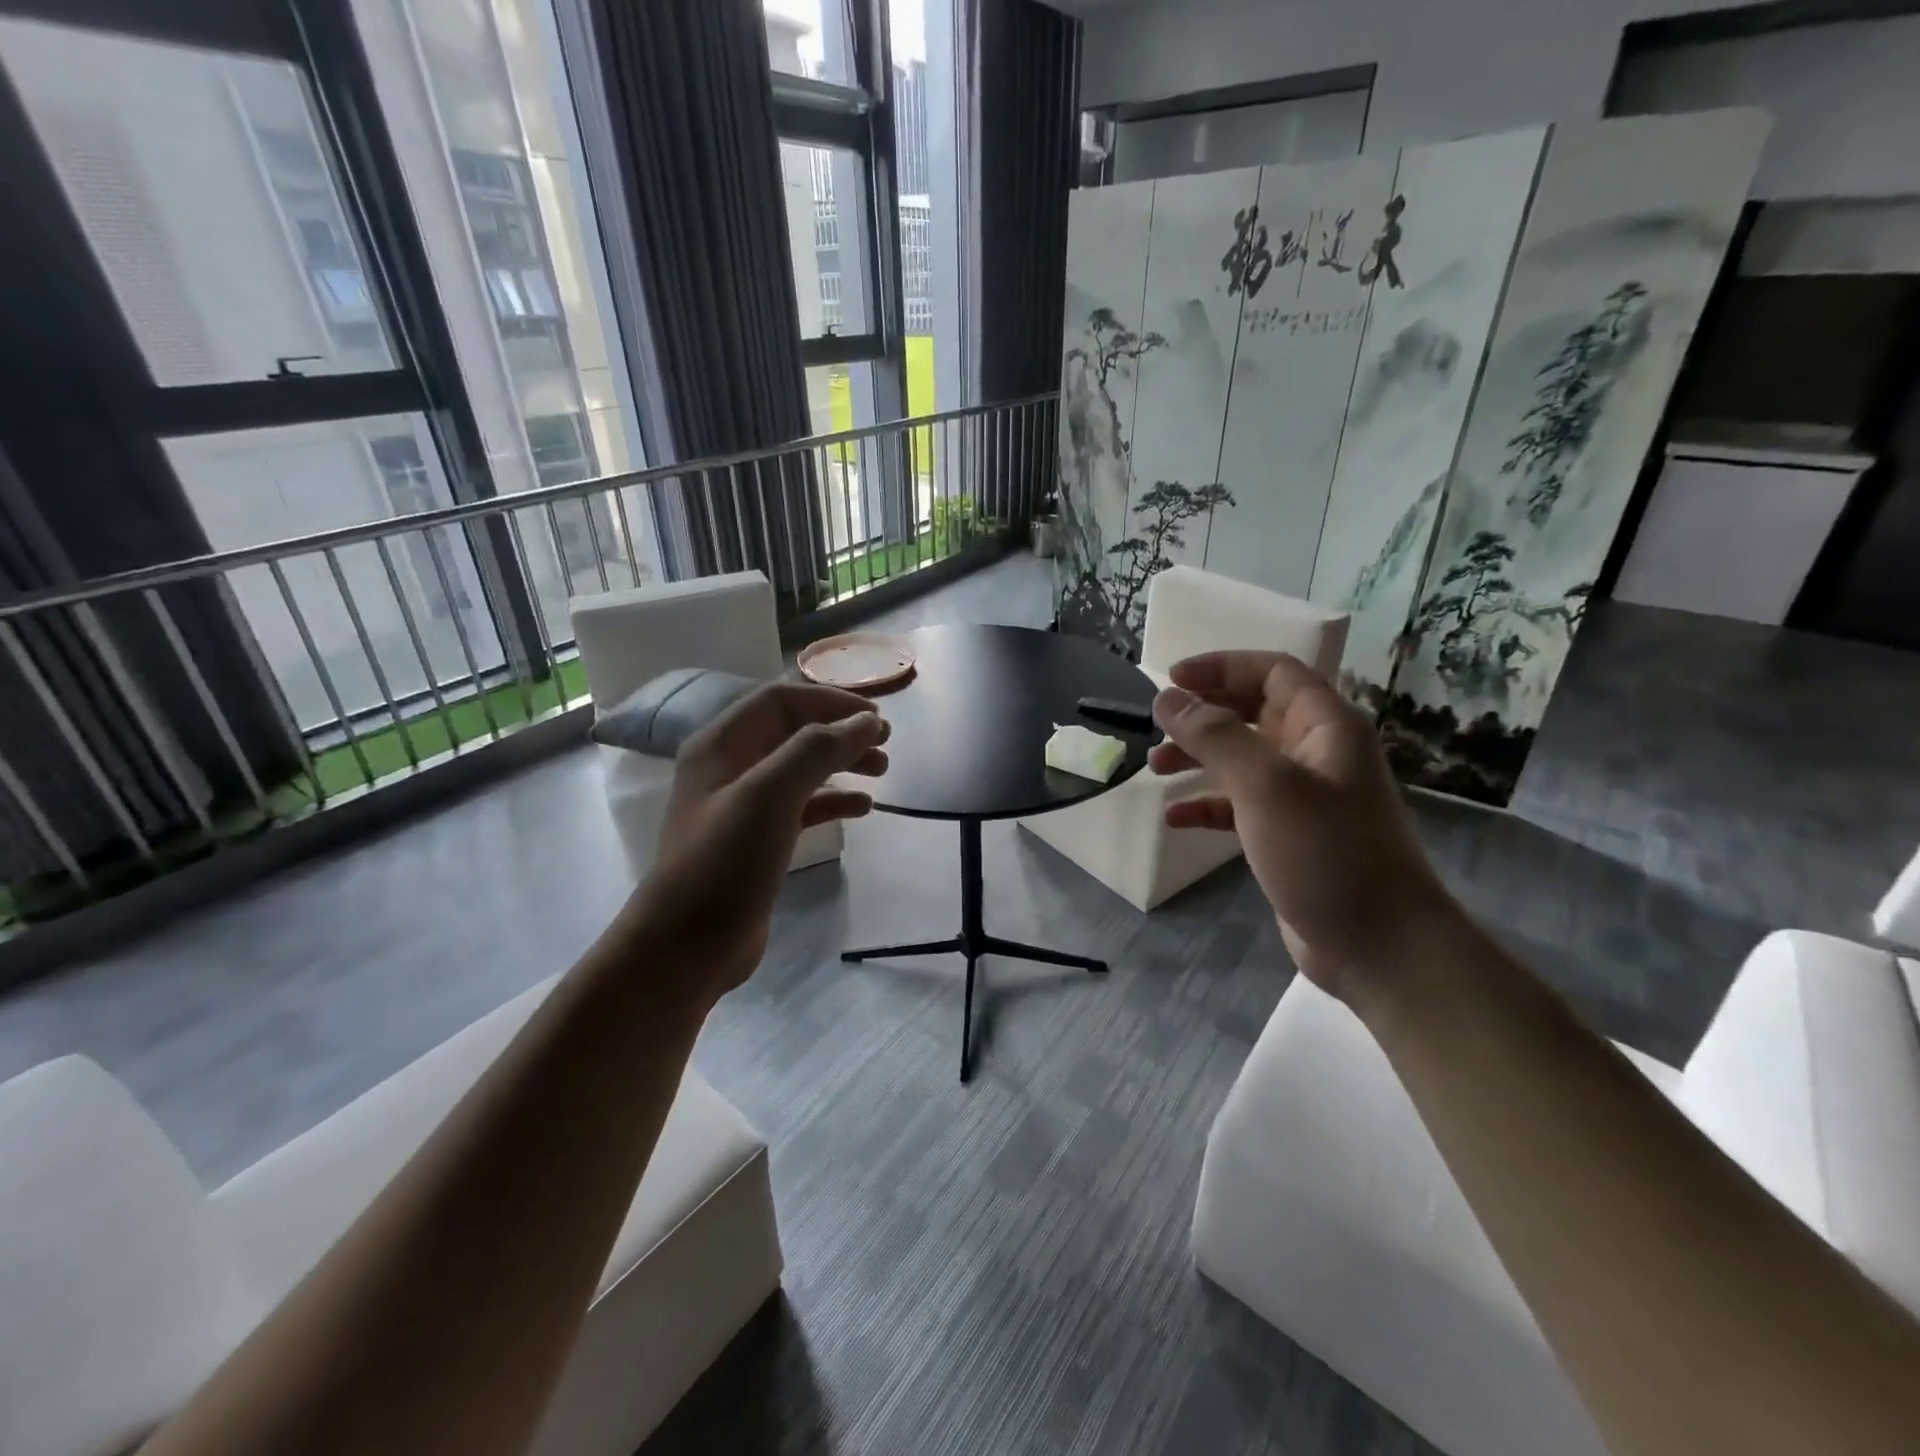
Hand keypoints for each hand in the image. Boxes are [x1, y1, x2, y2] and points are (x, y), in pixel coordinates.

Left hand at [620, 679, 888, 1002]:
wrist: (686, 947)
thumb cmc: (723, 862)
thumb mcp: (769, 796)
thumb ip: (817, 750)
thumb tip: (867, 721)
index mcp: (721, 745)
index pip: (781, 701)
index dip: (830, 701)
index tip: (875, 717)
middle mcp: (730, 767)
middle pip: (794, 731)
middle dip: (840, 732)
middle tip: (885, 743)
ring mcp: (744, 806)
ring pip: (802, 769)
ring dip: (842, 764)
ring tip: (883, 771)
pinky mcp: (759, 840)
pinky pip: (802, 807)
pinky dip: (834, 801)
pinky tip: (864, 808)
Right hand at [1150, 652, 1458, 1002]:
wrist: (1378, 946)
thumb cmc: (1326, 853)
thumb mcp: (1266, 786)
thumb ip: (1214, 736)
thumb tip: (1167, 698)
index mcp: (1326, 727)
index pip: (1273, 672)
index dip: (1221, 667)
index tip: (1171, 679)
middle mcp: (1316, 753)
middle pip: (1254, 711)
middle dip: (1204, 713)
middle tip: (1157, 723)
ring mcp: (1303, 797)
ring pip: (1242, 758)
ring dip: (1198, 757)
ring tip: (1154, 767)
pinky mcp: (1287, 835)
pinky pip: (1238, 804)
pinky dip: (1206, 804)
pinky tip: (1173, 818)